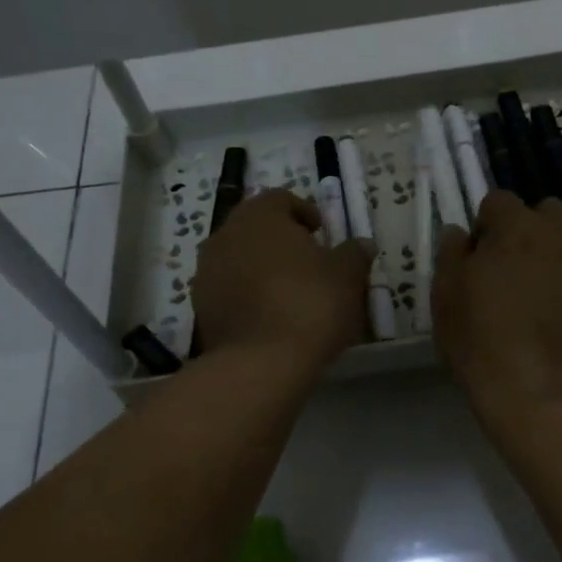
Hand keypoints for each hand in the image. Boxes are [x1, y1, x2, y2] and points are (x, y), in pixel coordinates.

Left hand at [192, 189, 374, 369]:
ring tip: (286, 290)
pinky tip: (267, 315)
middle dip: (279, 239)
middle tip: (306, 261)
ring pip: (237, 257)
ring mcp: (206, 271)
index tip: (321, 233)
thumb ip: (354, 253)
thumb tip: (362, 244)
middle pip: (254, 226)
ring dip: (259, 266)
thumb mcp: (347, 276)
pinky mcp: (200, 306)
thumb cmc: (310, 304)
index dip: (303, 212)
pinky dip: (245, 292)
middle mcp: (226, 235)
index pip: (280, 198)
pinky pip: (227, 288)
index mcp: (260, 216)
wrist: (261, 363)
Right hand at [433, 192, 561, 428]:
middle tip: (527, 268)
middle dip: (537, 230)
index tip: (486, 255)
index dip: (490, 227)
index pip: (499, 201)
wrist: (541, 395)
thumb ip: (452, 255)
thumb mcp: (445, 299)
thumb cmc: (483, 346)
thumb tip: (460, 231)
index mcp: (514, 227)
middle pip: (550, 209)